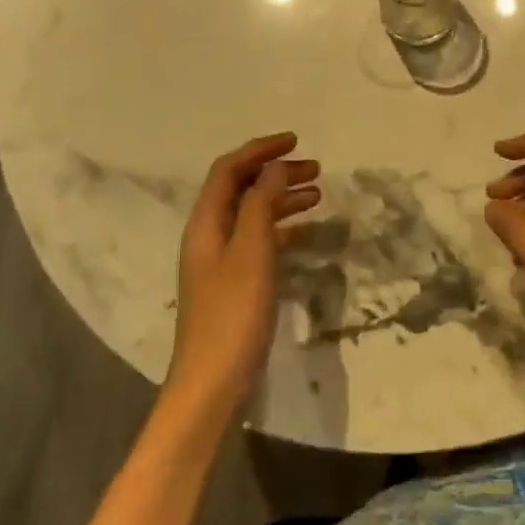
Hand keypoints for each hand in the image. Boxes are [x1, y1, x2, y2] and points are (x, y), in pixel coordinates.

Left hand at [167, 133, 320, 421]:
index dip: (260, 150)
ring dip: (282, 199)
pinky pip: (259, 240)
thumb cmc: (233, 314)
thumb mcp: (251, 252)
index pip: (229, 169)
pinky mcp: (233, 283)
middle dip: (276, 172)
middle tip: (316, 169)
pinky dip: (282, 229)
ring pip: (252, 214)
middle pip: (241, 188)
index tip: (296, 141)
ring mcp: (220, 260)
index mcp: (206, 222)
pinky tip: (306, 234)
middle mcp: (209, 234)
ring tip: (318, 195)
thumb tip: (274, 168)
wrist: (212, 383)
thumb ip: (261, 205)